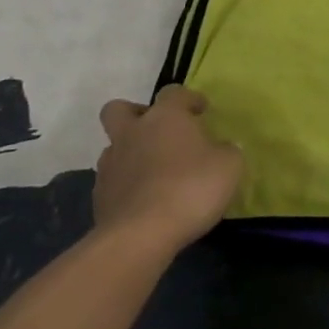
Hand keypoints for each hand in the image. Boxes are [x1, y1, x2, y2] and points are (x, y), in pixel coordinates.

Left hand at [94, 86, 243, 256]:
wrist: (140, 236)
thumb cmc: (190, 189)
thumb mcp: (229, 166)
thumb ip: (227, 151)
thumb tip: (222, 149)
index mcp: (165, 116)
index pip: (174, 92)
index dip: (189, 99)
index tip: (202, 112)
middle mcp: (133, 132)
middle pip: (119, 110)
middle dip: (136, 115)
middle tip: (158, 132)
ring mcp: (110, 165)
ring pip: (113, 147)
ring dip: (130, 153)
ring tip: (153, 173)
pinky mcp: (99, 197)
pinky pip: (112, 181)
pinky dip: (125, 186)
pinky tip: (144, 201)